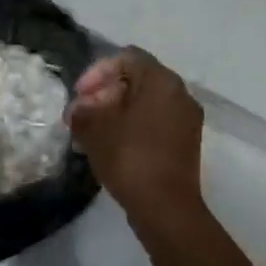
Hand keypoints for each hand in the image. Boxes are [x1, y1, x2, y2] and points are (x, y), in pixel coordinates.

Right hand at [67, 48, 204, 216]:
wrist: (166, 208)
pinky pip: (154, 122)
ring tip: (90, 133)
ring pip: (145, 103)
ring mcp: (186, 119)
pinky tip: (110, 146)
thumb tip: (81, 109)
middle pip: (136, 80)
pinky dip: (131, 127)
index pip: (126, 58)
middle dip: (104, 93)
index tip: (78, 95)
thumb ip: (82, 110)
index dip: (97, 72)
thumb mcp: (94, 129)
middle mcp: (180, 93)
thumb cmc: (129, 158)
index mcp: (161, 81)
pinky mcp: (186, 142)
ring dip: (115, 112)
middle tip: (81, 115)